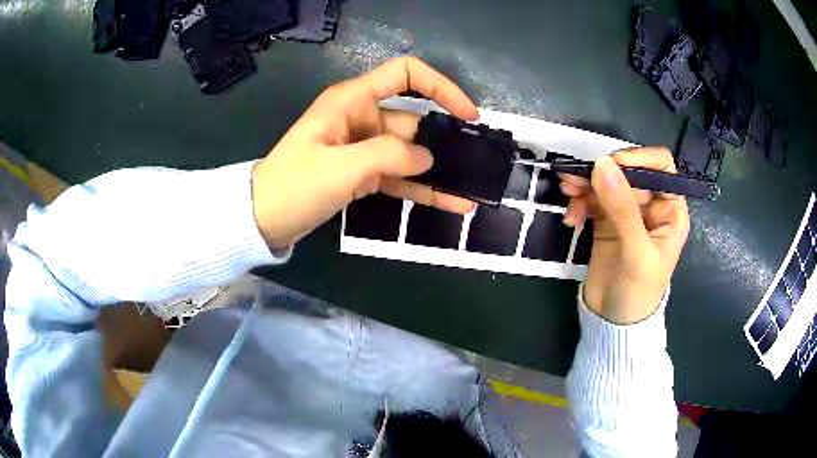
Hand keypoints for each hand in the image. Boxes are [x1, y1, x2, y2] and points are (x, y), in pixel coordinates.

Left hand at [251, 56, 477, 248]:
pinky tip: (450, 202)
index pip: (405, 75)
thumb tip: (426, 157)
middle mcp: (362, 117)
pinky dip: (422, 188)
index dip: (440, 87)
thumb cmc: (294, 185)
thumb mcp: (341, 167)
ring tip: (470, 189)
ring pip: (410, 153)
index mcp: (353, 101)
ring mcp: (363, 147)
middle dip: (445, 140)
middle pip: (413, 120)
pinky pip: (399, 176)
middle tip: (476, 164)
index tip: (467, 114)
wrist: (264, 219)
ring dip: (438, 170)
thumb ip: (388, 155)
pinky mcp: (362, 173)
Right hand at [558, 148, 689, 323]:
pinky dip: (579, 202)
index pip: (661, 167)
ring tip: (566, 191)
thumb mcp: (636, 252)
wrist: (614, 322)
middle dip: (603, 172)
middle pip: (628, 171)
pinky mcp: (606, 221)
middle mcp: (650, 205)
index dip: (639, 158)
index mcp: (669, 209)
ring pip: (607, 182)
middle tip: (576, 179)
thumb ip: (623, 208)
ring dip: (585, 184)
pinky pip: (592, 199)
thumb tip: (602, 164)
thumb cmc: (638, 292)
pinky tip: (571, 218)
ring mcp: (626, 212)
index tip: (611, 165)